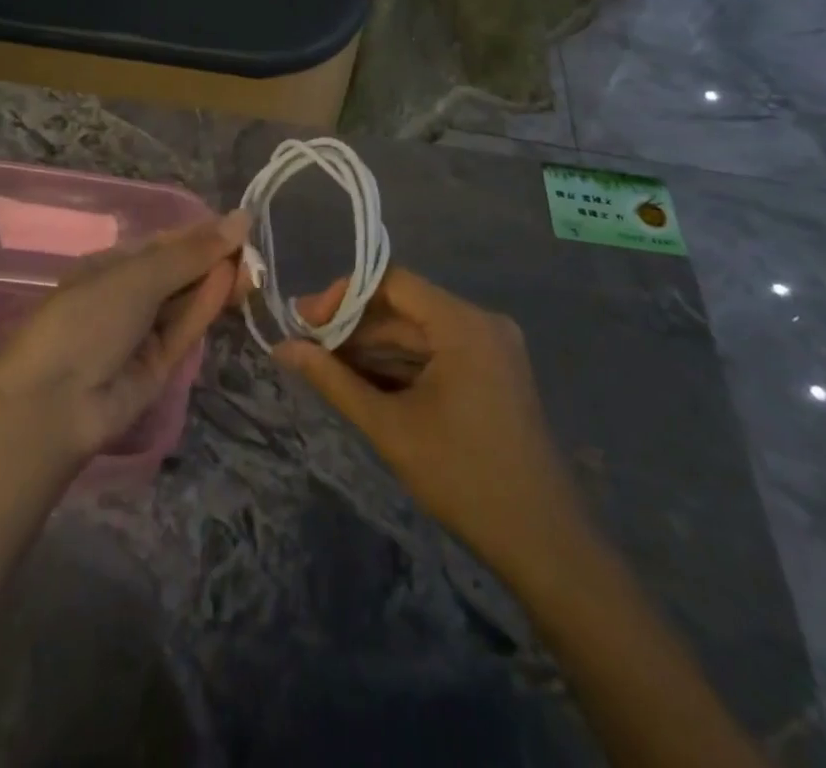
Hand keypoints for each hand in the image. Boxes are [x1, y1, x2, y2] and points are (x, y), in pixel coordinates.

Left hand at [0, 210, 249, 465]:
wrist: (56, 403)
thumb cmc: (88, 318)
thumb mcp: (138, 275)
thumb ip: (192, 251)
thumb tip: (240, 218)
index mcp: (111, 266)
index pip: (165, 243)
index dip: (201, 233)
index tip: (240, 224)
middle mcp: (129, 295)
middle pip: (180, 271)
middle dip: (214, 258)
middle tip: (255, 248)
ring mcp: (144, 331)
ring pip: (188, 299)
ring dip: (218, 281)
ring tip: (254, 264)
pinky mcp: (160, 364)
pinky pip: (187, 327)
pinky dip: (208, 305)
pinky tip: (232, 283)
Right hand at [271, 267, 597, 588]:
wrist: (544, 543)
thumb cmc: (463, 477)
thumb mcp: (389, 426)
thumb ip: (333, 380)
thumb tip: (282, 348)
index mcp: (463, 324)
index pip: (392, 282)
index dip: (344, 296)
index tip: (306, 322)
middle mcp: (481, 323)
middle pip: (404, 308)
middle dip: (353, 327)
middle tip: (305, 347)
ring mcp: (490, 349)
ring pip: (418, 333)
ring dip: (372, 348)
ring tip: (323, 366)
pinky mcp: (492, 373)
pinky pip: (436, 354)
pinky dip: (400, 366)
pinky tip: (362, 382)